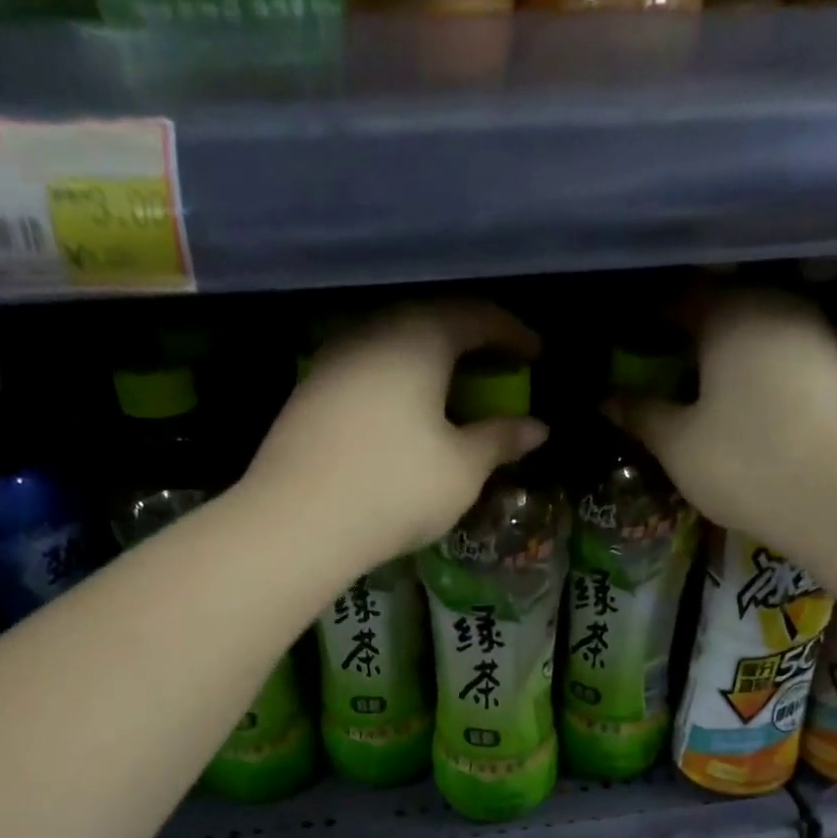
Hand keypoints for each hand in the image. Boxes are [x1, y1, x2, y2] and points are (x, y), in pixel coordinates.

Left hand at [244, 300, 547, 577]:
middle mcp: (372, 331)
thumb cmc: (396, 488)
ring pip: (393, 346)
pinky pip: (366, 372)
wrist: (298, 521)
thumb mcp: (462, 470)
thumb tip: (537, 428)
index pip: (476, 315)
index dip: (512, 333)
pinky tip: (403, 417)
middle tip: (495, 370)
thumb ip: (501, 440)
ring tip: (451, 395)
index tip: (535, 354)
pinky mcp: (309, 392)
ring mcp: (333, 359)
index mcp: (418, 337)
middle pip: (431, 322)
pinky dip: (396, 384)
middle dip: (469, 343)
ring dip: (428, 364)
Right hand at [618, 290, 836, 539]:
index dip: (646, 323)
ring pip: (754, 331)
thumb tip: (605, 396)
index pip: (677, 298)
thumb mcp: (679, 445)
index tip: (623, 348)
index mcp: (731, 312)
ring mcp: (814, 333)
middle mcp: (777, 305)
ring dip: (722, 354)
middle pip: (720, 309)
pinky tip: (740, 403)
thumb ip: (640, 414)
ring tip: (694, 389)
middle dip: (685, 336)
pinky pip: (780, 355)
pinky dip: (754, 370)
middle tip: (655, 370)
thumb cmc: (747, 464)